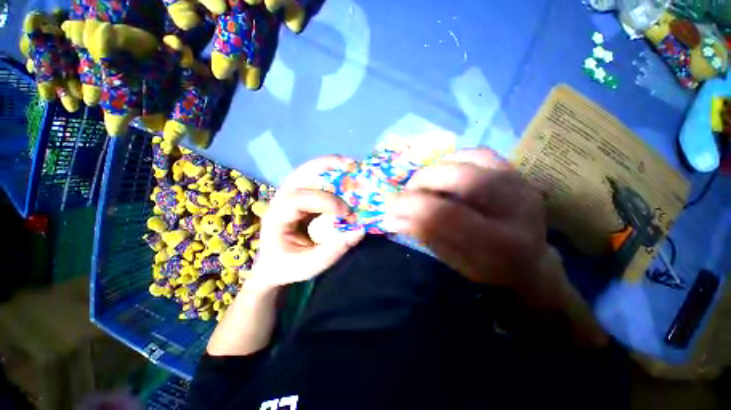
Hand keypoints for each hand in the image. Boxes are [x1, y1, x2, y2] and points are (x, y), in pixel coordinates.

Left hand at [245, 156, 365, 291]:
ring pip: (309, 171)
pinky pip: (316, 179)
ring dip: (331, 166)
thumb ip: (333, 251)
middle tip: (352, 165)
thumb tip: (360, 230)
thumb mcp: (309, 266)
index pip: (299, 198)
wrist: (273, 265)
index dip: (326, 201)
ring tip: (351, 165)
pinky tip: (346, 175)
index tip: (346, 211)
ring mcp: (291, 194)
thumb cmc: (287, 266)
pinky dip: (332, 174)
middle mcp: (281, 199)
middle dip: (327, 166)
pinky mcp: (302, 196)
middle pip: (301, 173)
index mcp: (277, 216)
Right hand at [385, 148, 559, 305]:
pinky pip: (480, 153)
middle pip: (460, 178)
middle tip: (405, 193)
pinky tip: (444, 173)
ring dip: (437, 169)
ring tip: (424, 184)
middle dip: (423, 182)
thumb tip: (391, 217)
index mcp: (500, 244)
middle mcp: (515, 208)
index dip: (412, 206)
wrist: (530, 262)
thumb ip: (424, 235)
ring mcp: (520, 185)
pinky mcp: (516, 173)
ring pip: (470, 160)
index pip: (447, 215)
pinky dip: (455, 158)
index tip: (390, 206)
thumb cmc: (487, 268)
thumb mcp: (453, 260)